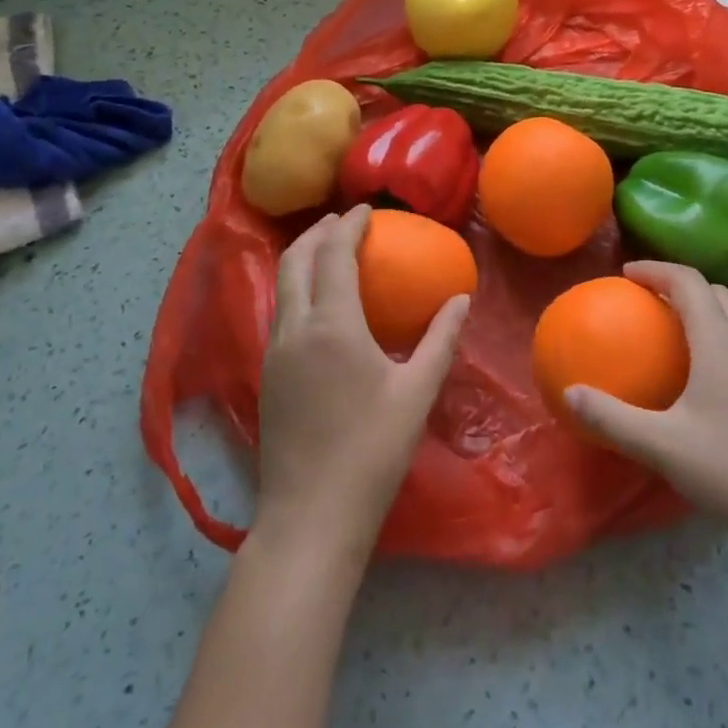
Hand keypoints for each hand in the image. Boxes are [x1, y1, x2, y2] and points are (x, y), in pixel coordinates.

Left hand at [252, 206, 469, 565]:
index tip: (368, 209)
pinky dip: (297, 287)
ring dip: (303, 257)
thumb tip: (460, 299)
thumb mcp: (416, 393)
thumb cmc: (371, 452)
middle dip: (317, 231)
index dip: (349, 225)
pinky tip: (319, 303)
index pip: (333, 254)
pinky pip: (279, 311)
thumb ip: (440, 340)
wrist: (310, 518)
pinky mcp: (267, 375)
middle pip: (295, 259)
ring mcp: (273, 352)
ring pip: (282, 285)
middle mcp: (294, 328)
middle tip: (344, 221)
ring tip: (330, 251)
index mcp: (331, 325)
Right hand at [564, 261, 727, 551]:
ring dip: (702, 310)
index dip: (656, 269)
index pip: (688, 282)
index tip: (626, 274)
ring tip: (670, 332)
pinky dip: (716, 339)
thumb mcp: (661, 446)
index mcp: (718, 343)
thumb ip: (612, 419)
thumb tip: (570, 395)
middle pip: (715, 293)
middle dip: (679, 285)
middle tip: (646, 299)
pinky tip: (700, 380)